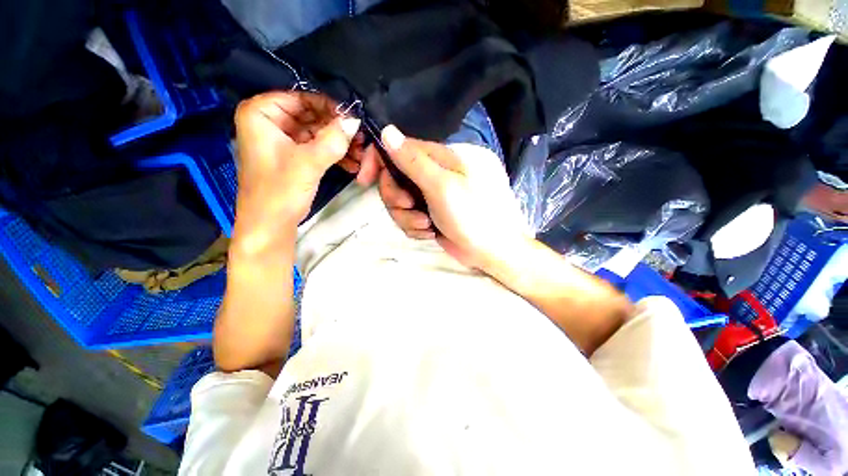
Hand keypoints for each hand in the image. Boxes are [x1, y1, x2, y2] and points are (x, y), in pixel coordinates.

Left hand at [233, 91, 370, 254]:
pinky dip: (333, 154)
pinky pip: (316, 147)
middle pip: (311, 115)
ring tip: (361, 153)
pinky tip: (353, 163)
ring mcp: (282, 140)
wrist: (270, 225)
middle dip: (337, 129)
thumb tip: (356, 120)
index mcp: (260, 113)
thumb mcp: (309, 163)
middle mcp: (269, 122)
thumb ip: (334, 139)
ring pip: (317, 133)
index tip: (353, 119)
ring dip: (339, 143)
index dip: (329, 107)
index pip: (301, 98)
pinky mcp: (293, 156)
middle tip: (362, 139)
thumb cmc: (280, 191)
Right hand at [378, 125, 528, 269]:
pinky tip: (429, 233)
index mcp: (444, 157)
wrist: (492, 252)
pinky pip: (409, 216)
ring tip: (425, 226)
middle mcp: (437, 173)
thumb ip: (414, 161)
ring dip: (406, 217)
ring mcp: (434, 195)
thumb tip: (387, 131)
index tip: (365, 178)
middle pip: (397, 177)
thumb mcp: (443, 187)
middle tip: (409, 208)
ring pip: (401, 200)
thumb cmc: (473, 217)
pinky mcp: (432, 213)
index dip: (380, 160)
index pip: (402, 147)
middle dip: (396, 197)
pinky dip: (415, 227)